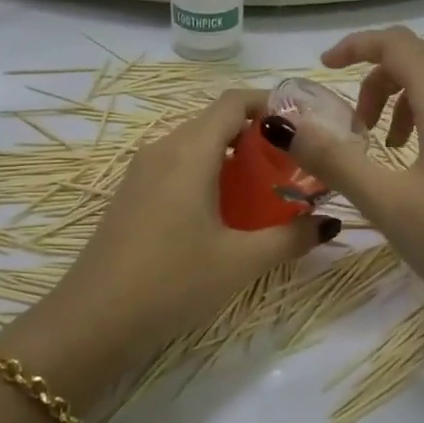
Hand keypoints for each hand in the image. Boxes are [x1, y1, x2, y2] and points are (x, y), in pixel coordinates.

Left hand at [42, 89, 335, 373]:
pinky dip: (207, 175)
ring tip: (265, 192)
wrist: (94, 320)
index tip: (304, 126)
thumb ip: (290, 237)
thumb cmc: (173, 281)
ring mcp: (141, 172)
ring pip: (195, 146)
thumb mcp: (240, 261)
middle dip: (257, 137)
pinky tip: (224, 214)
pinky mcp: (132, 195)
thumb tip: (329, 223)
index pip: (234, 102)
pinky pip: (176, 167)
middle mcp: (163, 149)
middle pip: (216, 122)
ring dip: (232, 158)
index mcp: (190, 151)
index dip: (271, 104)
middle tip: (293, 167)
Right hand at [284, 28, 423, 349]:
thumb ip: (335, 159)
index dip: (354, 47)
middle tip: (354, 129)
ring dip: (403, 102)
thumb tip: (284, 124)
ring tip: (388, 150)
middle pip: (420, 60)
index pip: (397, 43)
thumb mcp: (390, 205)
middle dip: (376, 82)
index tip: (322, 69)